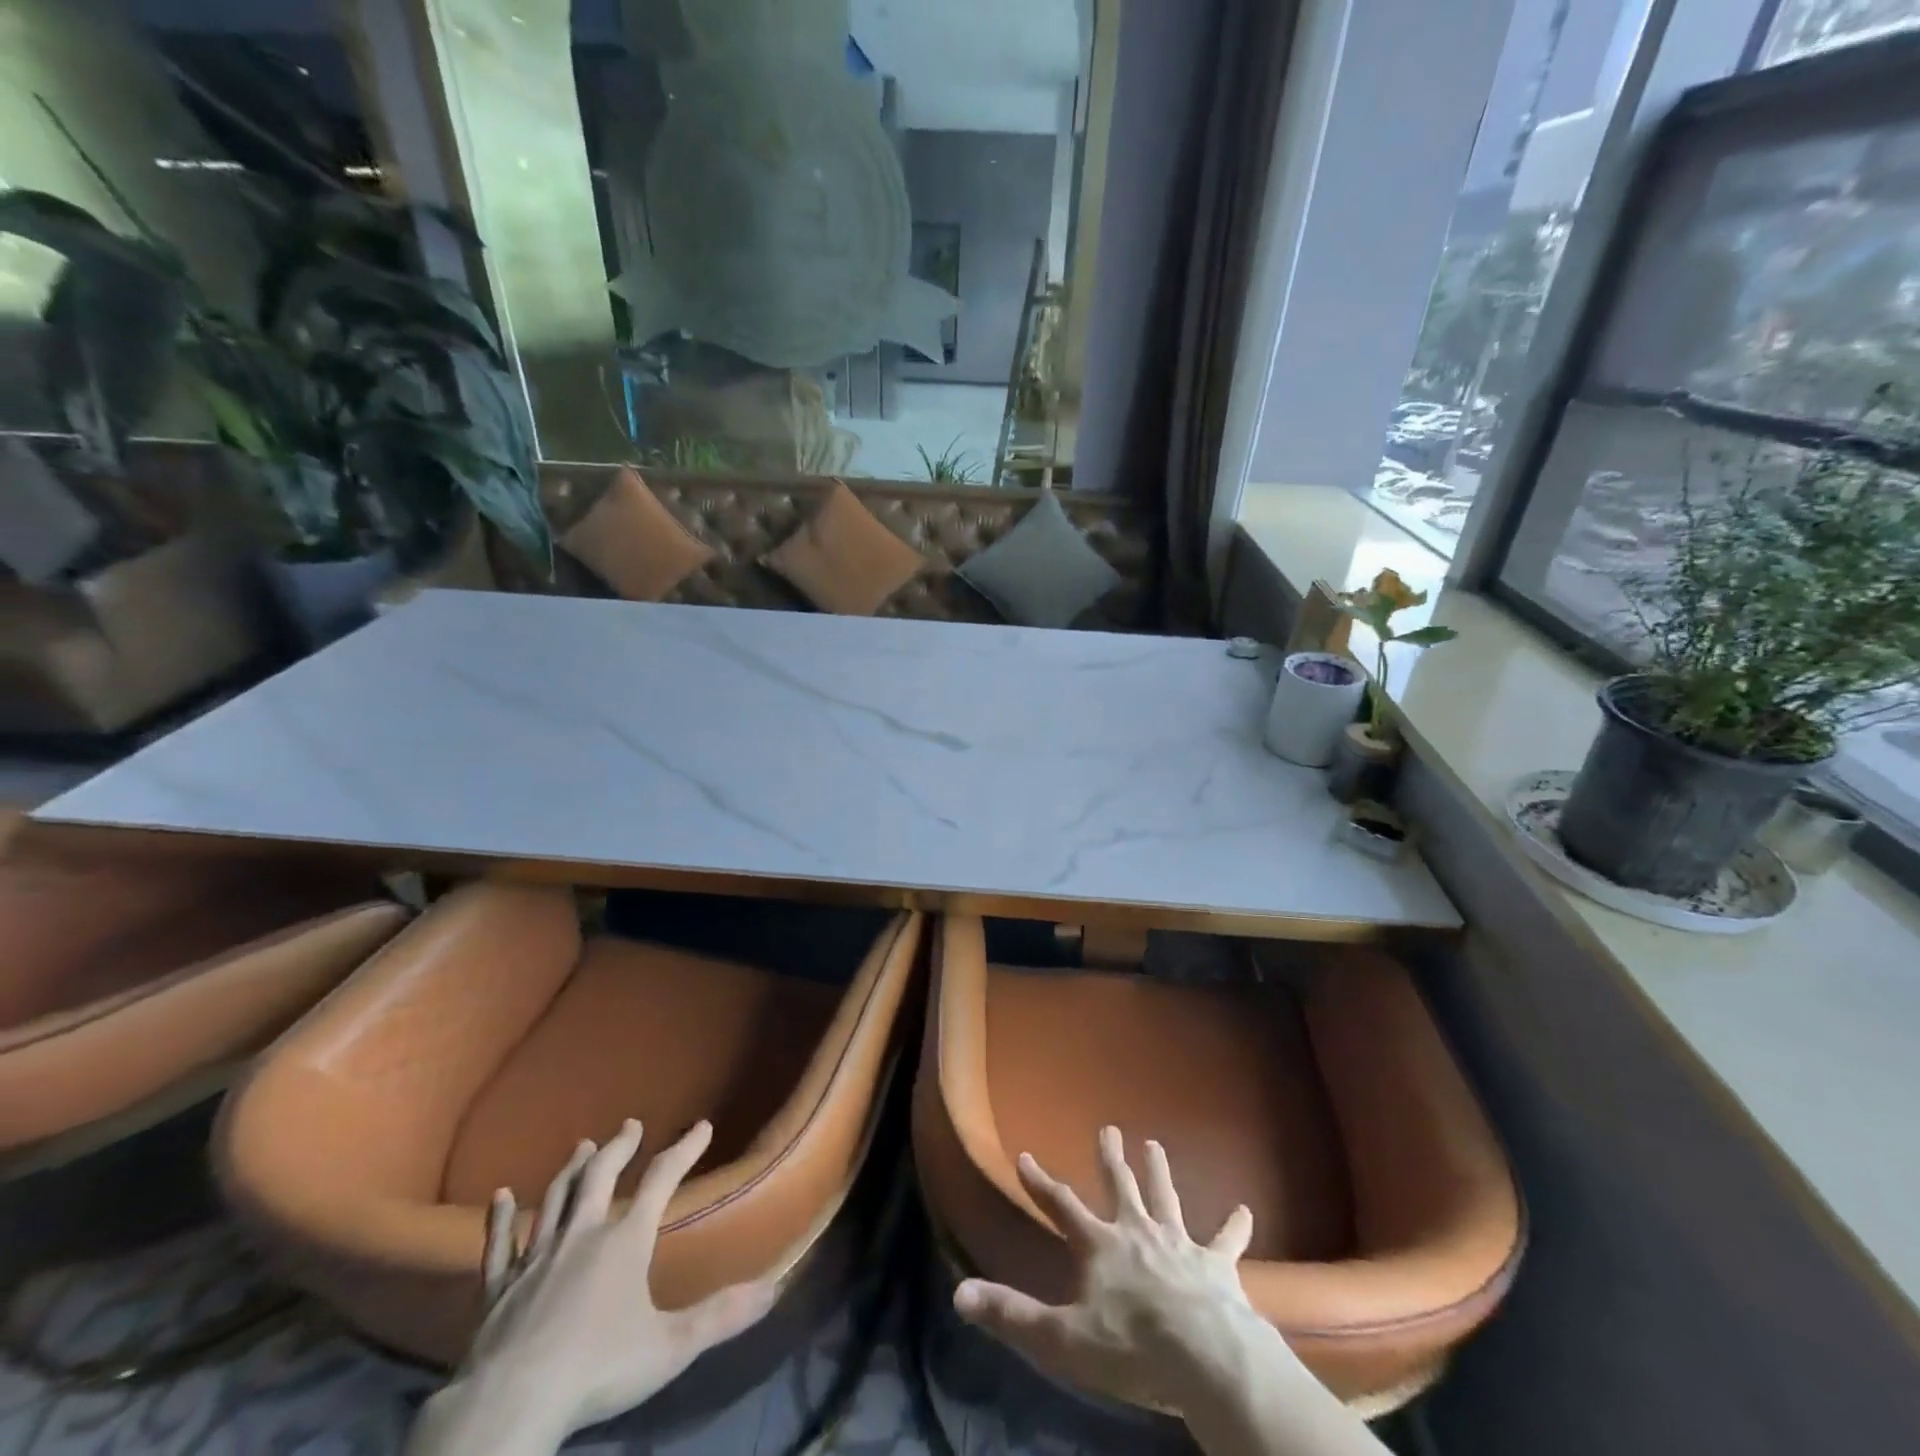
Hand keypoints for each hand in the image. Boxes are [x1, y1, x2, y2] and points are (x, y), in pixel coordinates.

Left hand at [412, 1120, 779, 1453]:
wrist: (508, 1407)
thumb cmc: (596, 1369)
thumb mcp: (671, 1347)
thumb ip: (721, 1315)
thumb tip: (774, 1286)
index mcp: (625, 1241)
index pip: (661, 1180)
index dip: (684, 1150)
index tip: (702, 1126)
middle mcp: (581, 1235)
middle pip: (601, 1176)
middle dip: (619, 1147)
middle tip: (630, 1125)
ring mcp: (535, 1259)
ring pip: (555, 1199)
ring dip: (571, 1170)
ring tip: (582, 1146)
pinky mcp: (496, 1288)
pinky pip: (499, 1244)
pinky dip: (500, 1219)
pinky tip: (500, 1196)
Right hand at [952, 1125, 1262, 1413]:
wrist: (1203, 1357)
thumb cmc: (1129, 1347)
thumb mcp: (1061, 1337)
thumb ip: (1011, 1314)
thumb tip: (959, 1294)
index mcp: (1100, 1246)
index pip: (1061, 1206)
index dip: (1040, 1182)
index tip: (1025, 1156)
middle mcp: (1137, 1232)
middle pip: (1120, 1187)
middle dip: (1111, 1159)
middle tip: (1110, 1128)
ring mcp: (1178, 1244)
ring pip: (1166, 1199)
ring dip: (1160, 1173)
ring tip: (1156, 1145)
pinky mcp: (1216, 1265)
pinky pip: (1226, 1241)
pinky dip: (1234, 1226)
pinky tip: (1245, 1210)